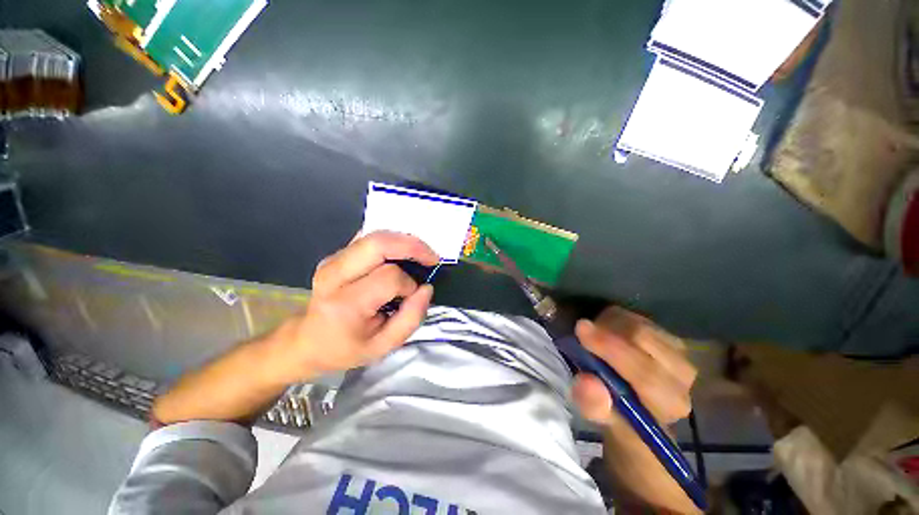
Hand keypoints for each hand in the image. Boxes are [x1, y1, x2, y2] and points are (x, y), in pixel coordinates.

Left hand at [279, 231, 438, 379]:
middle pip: (378, 244)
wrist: (307, 341)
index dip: (409, 284)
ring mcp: (332, 260)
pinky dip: (391, 241)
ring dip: (404, 241)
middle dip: (412, 246)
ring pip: (375, 236)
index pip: (389, 277)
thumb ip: (411, 318)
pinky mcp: (336, 254)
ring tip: (421, 255)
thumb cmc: (346, 347)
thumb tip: (427, 288)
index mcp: (345, 303)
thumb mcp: (383, 347)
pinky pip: (368, 238)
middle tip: (432, 257)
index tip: (413, 295)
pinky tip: (401, 252)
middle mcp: (334, 275)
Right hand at [572, 307, 699, 512]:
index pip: (644, 373)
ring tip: (594, 335)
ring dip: (610, 324)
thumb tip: (587, 382)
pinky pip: (639, 318)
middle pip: (643, 339)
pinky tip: (607, 331)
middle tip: (581, 330)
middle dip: (606, 331)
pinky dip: (617, 320)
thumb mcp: (601, 418)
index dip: (610, 349)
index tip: (580, 329)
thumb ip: (595, 405)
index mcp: (668, 403)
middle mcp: (682, 376)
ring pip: (640, 324)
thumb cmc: (619, 415)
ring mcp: (680, 353)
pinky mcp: (670, 337)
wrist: (639, 407)